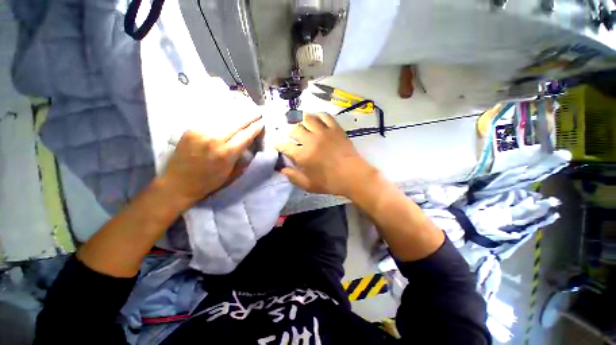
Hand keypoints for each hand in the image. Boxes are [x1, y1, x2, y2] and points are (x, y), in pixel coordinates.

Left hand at [159, 115, 263, 209]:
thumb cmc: (209, 182)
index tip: (262, 122)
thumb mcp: (231, 173)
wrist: (178, 183)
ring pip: (224, 118)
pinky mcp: (191, 130)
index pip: (246, 136)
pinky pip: (211, 120)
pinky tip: (228, 114)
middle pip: (236, 123)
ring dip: (237, 114)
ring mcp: (201, 132)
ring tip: (245, 110)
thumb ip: (242, 157)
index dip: (255, 128)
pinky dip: (222, 116)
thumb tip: (249, 143)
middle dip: (249, 117)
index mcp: (227, 153)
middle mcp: (215, 140)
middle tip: (258, 112)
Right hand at [275, 113, 375, 196]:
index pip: (285, 146)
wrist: (353, 176)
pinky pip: (325, 116)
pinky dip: (318, 115)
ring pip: (308, 119)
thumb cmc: (330, 182)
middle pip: (295, 129)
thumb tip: (282, 169)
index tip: (277, 143)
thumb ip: (293, 177)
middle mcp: (311, 141)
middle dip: (289, 131)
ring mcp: (324, 133)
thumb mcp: (309, 185)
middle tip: (289, 134)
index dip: (278, 144)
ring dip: (301, 120)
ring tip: (301, 123)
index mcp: (303, 155)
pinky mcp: (335, 129)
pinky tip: (316, 118)